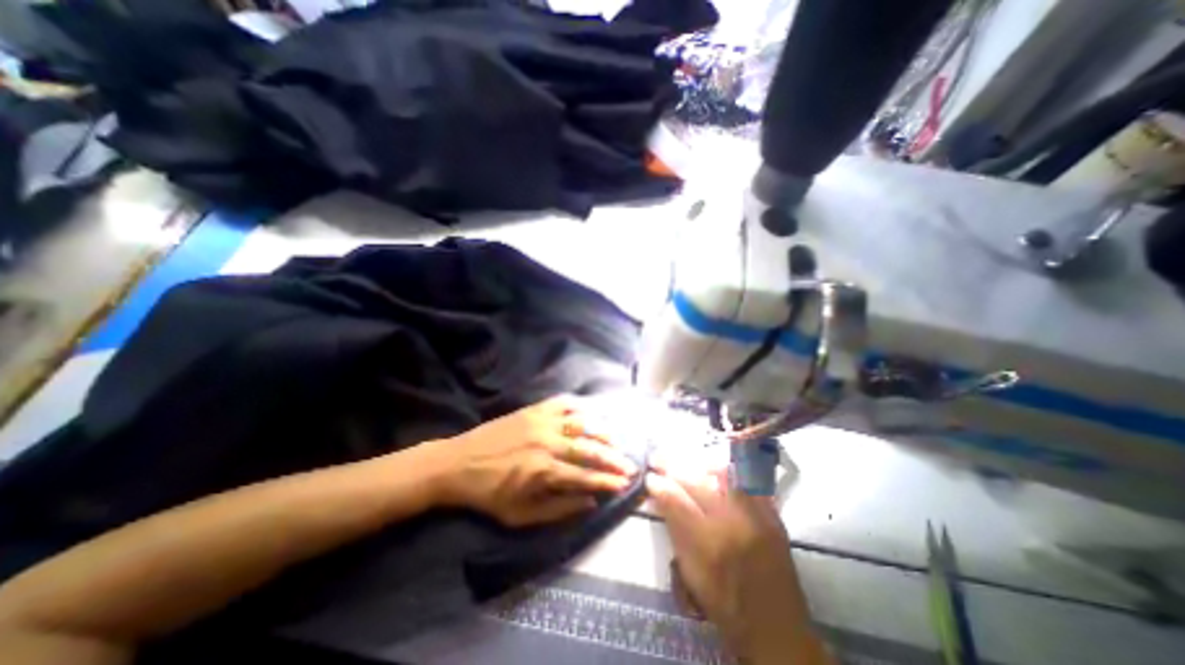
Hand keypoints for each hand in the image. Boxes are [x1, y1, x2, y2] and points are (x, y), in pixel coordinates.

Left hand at [417, 398, 634, 527]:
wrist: (458, 463)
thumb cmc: (489, 494)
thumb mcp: (521, 516)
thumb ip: (559, 509)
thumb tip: (591, 501)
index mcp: (543, 472)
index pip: (585, 477)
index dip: (608, 481)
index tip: (626, 484)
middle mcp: (547, 443)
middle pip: (589, 449)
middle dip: (613, 458)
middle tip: (630, 464)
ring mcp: (541, 422)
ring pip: (581, 422)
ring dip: (603, 431)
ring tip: (617, 439)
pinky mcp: (533, 409)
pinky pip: (564, 402)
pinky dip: (581, 405)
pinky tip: (592, 410)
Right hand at [647, 462, 830, 664]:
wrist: (778, 630)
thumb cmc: (726, 606)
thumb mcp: (691, 574)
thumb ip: (675, 530)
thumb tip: (660, 497)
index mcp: (709, 544)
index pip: (676, 501)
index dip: (659, 485)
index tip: (649, 476)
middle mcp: (734, 523)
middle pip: (697, 482)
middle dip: (673, 467)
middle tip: (659, 459)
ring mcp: (757, 516)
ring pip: (724, 474)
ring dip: (700, 465)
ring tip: (689, 463)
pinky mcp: (773, 515)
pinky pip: (747, 481)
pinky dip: (729, 474)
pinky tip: (717, 472)